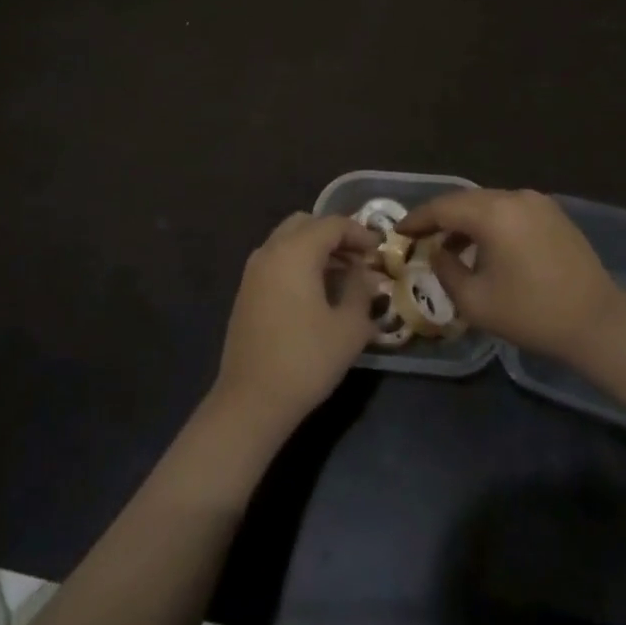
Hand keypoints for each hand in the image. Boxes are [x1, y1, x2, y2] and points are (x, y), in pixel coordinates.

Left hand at [212, 213, 380, 434]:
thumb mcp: (348, 328)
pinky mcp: (246, 291)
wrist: (251, 400)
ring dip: (315, 249)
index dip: (359, 232)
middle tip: (359, 258)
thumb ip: (361, 292)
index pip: (332, 224)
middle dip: (334, 235)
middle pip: (306, 224)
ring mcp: (253, 271)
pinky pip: (276, 260)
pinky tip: (316, 292)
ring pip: (288, 241)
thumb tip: (367, 275)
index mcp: (295, 252)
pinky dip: (298, 262)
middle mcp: (270, 251)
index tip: (379, 250)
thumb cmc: (306, 360)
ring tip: (342, 275)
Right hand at [401, 189, 625, 361]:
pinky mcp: (554, 214)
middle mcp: (514, 197)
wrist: (597, 323)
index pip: (442, 207)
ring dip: (467, 222)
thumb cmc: (531, 313)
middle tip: (420, 238)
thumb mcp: (475, 301)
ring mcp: (538, 202)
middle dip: (440, 218)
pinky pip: (510, 211)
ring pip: (489, 204)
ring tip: (451, 248)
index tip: (398, 231)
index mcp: (493, 213)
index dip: (417, 219)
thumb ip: (446, 270)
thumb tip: (438, 252)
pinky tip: (486, 248)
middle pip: (465, 201)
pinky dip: (491, 223)